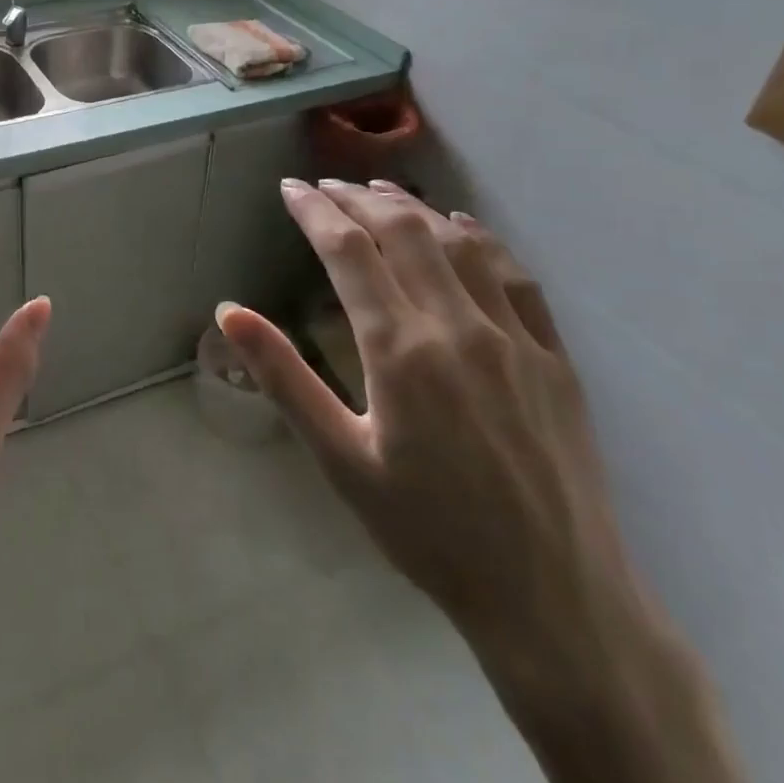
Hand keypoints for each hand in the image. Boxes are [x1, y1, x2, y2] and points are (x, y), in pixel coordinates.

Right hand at [217, 179, 666, 699]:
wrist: (552, 597)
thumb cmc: (427, 531)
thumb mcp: (340, 458)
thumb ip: (284, 377)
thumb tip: (229, 313)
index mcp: (400, 349)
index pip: (348, 251)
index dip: (315, 211)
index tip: (290, 189)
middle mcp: (457, 325)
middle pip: (403, 231)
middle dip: (357, 198)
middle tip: (325, 185)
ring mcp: (513, 336)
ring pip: (458, 242)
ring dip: (413, 207)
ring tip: (379, 190)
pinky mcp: (553, 355)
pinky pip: (514, 275)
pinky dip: (480, 238)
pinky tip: (461, 226)